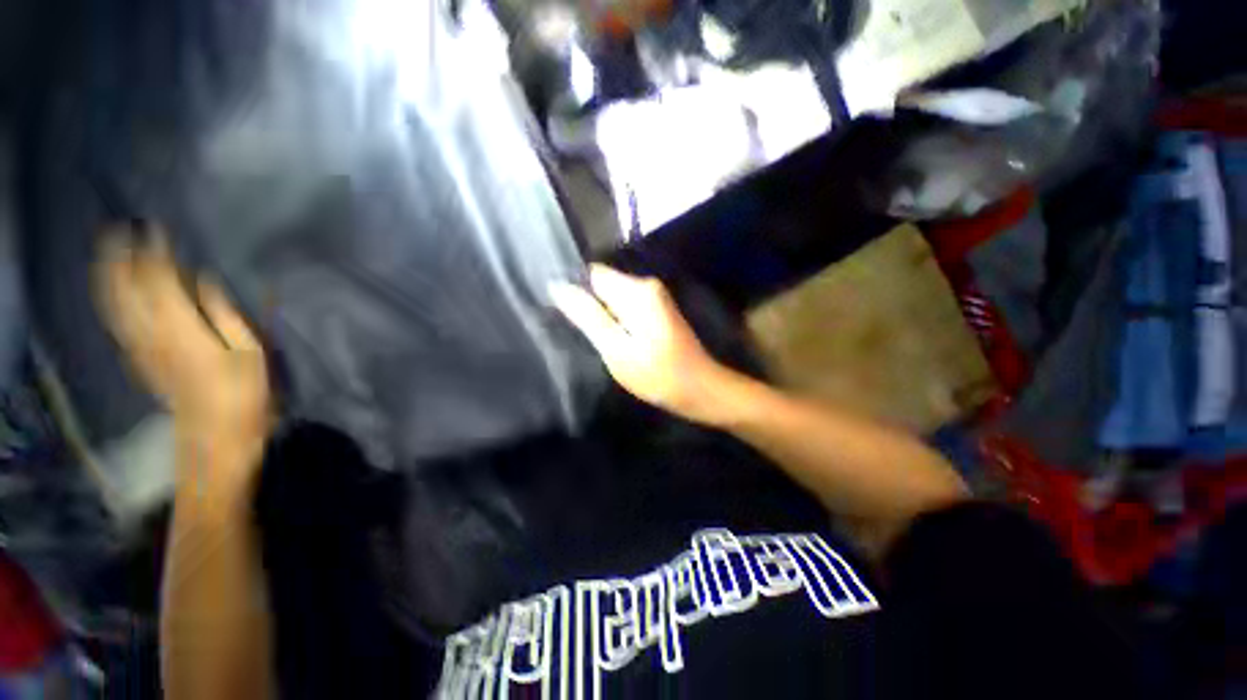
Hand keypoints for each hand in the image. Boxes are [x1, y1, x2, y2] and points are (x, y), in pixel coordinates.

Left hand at [94, 224, 270, 441]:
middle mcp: (151, 335)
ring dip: (108, 278)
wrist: (215, 437)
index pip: (160, 283)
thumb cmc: (244, 394)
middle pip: (126, 292)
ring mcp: (141, 349)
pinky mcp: (140, 361)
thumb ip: (225, 315)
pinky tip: (113, 293)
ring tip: (107, 254)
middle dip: (119, 261)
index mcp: (181, 330)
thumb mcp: (250, 353)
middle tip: (117, 232)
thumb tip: (205, 283)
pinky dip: (112, 303)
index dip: (155, 255)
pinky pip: (119, 324)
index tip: (154, 229)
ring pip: (115, 306)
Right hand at [550, 265, 729, 422]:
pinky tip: (611, 338)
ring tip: (592, 337)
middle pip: (603, 284)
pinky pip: (625, 306)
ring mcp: (654, 297)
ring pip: (613, 297)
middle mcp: (647, 285)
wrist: (699, 389)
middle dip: (587, 304)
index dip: (574, 289)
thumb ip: (588, 317)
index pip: (592, 273)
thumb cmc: (657, 375)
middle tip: (577, 331)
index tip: (563, 313)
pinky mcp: (657, 310)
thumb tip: (558, 286)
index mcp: (637, 291)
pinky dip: (614, 319)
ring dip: (600, 314)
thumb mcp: (616, 349)